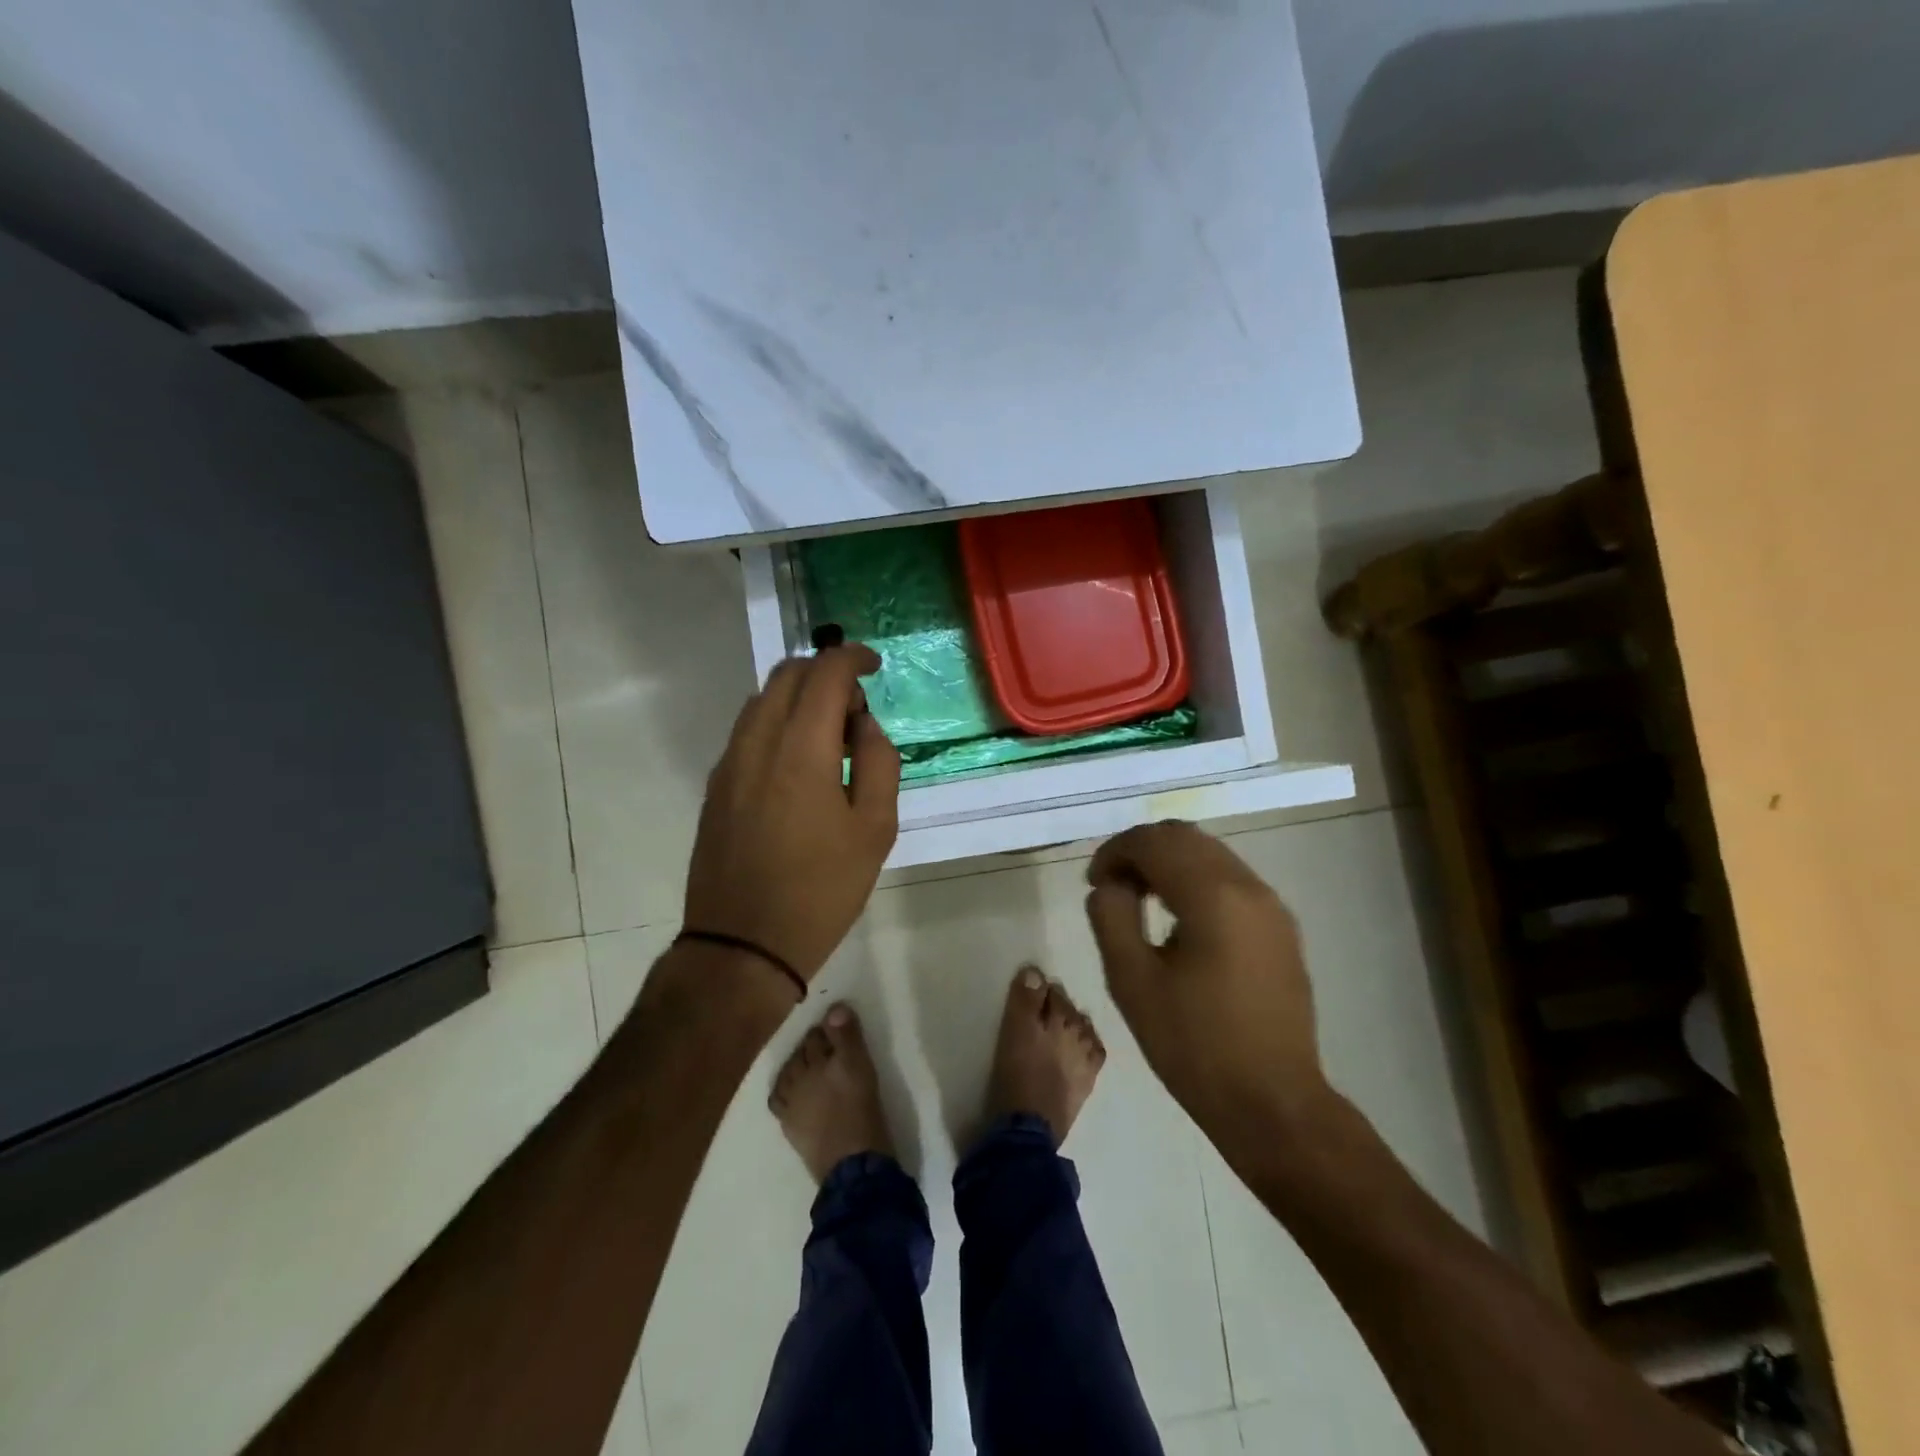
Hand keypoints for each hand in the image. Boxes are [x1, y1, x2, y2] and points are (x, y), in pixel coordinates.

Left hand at [684, 645, 899, 982]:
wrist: (743, 945)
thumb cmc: (821, 890)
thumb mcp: (875, 830)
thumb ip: (878, 763)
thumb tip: (864, 726)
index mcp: (800, 750)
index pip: (824, 673)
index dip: (852, 658)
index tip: (874, 666)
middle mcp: (757, 743)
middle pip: (786, 675)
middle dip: (825, 672)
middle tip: (856, 709)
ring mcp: (728, 764)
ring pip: (762, 700)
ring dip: (799, 698)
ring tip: (830, 738)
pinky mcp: (715, 787)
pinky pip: (747, 731)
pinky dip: (777, 723)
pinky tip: (799, 763)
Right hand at [1085, 821, 1335, 1160]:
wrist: (1273, 1103)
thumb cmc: (1194, 1046)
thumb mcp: (1132, 982)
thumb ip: (1111, 918)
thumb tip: (1110, 886)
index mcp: (1213, 896)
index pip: (1155, 842)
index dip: (1115, 851)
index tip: (1093, 882)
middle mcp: (1249, 887)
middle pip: (1185, 837)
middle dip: (1141, 850)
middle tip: (1111, 885)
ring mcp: (1272, 906)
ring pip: (1210, 854)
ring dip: (1169, 862)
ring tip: (1139, 899)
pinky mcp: (1281, 928)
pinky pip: (1230, 880)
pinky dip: (1195, 880)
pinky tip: (1177, 918)